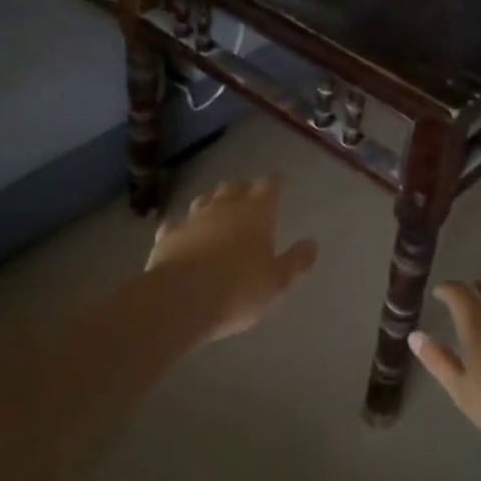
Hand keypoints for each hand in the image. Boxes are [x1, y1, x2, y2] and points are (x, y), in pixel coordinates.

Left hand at [145, 176, 319, 342]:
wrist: (180, 300)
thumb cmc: (238, 290)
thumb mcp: (278, 282)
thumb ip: (296, 261)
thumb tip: (312, 243)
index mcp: (256, 213)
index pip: (268, 186)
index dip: (274, 182)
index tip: (279, 180)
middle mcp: (224, 207)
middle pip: (234, 187)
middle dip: (243, 188)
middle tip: (249, 194)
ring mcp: (192, 218)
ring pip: (205, 200)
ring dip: (214, 201)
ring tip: (218, 209)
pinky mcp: (168, 235)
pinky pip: (178, 223)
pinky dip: (185, 226)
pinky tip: (184, 233)